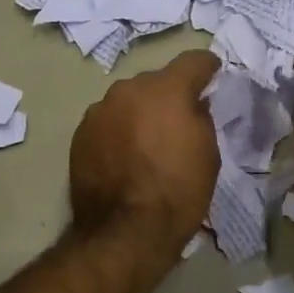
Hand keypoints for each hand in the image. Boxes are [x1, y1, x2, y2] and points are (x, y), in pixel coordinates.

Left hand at [69, 49, 220, 252]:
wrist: (126, 232)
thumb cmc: (178, 191)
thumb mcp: (208, 153)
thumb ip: (200, 118)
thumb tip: (192, 105)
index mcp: (167, 89)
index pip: (192, 61)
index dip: (207, 67)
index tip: (213, 74)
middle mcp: (129, 89)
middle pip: (156, 81)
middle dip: (169, 95)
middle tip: (178, 119)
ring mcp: (100, 110)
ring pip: (128, 100)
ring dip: (140, 112)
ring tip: (147, 141)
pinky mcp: (81, 133)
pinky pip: (108, 121)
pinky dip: (118, 131)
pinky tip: (124, 155)